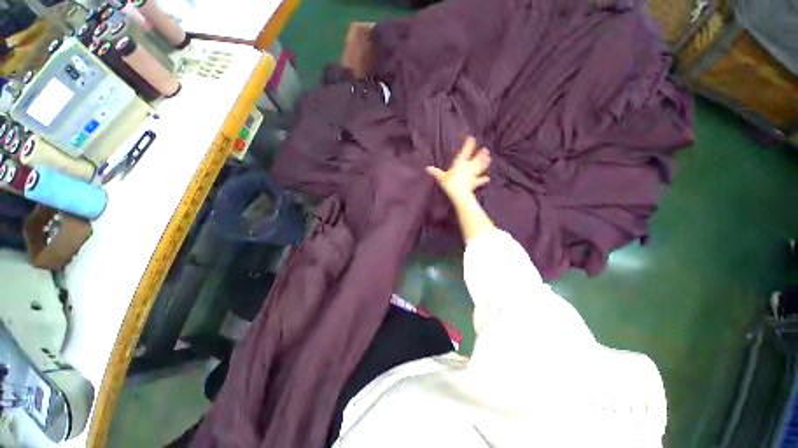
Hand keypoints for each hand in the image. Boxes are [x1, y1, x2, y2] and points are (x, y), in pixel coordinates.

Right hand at [427, 136, 490, 202]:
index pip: (465, 151)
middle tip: (486, 149)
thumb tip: (427, 168)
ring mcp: (473, 175)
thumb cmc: (450, 183)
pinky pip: (480, 180)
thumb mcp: (441, 177)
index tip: (471, 138)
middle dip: (480, 154)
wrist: (460, 194)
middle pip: (476, 158)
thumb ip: (436, 172)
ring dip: (485, 163)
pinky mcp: (475, 183)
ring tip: (489, 159)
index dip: (469, 144)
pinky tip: (488, 179)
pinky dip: (484, 179)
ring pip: (480, 167)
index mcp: (460, 163)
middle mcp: (468, 167)